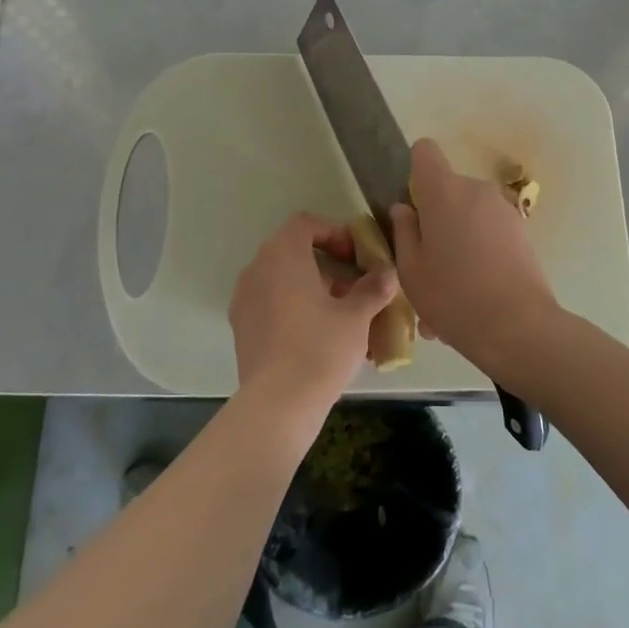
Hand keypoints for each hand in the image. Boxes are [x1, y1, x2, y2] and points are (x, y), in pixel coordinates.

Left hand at [229, 213, 395, 419]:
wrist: (278, 403)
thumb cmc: (321, 347)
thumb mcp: (357, 316)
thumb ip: (373, 288)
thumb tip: (387, 274)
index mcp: (282, 254)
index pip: (305, 224)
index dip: (334, 233)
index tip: (356, 256)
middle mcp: (257, 268)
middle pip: (292, 251)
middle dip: (326, 264)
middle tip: (354, 286)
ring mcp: (244, 298)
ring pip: (281, 279)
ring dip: (310, 287)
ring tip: (340, 314)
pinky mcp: (241, 327)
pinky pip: (270, 303)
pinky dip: (293, 307)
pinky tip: (317, 335)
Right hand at [391, 140, 556, 364]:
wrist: (519, 327)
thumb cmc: (453, 296)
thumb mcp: (411, 270)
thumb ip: (403, 232)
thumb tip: (404, 209)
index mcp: (443, 191)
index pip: (424, 152)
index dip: (413, 171)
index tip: (411, 205)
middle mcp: (476, 190)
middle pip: (447, 190)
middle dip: (434, 218)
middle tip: (424, 264)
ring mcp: (503, 210)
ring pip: (468, 217)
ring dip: (456, 242)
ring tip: (448, 291)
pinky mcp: (522, 232)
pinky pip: (488, 234)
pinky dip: (477, 255)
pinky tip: (471, 297)